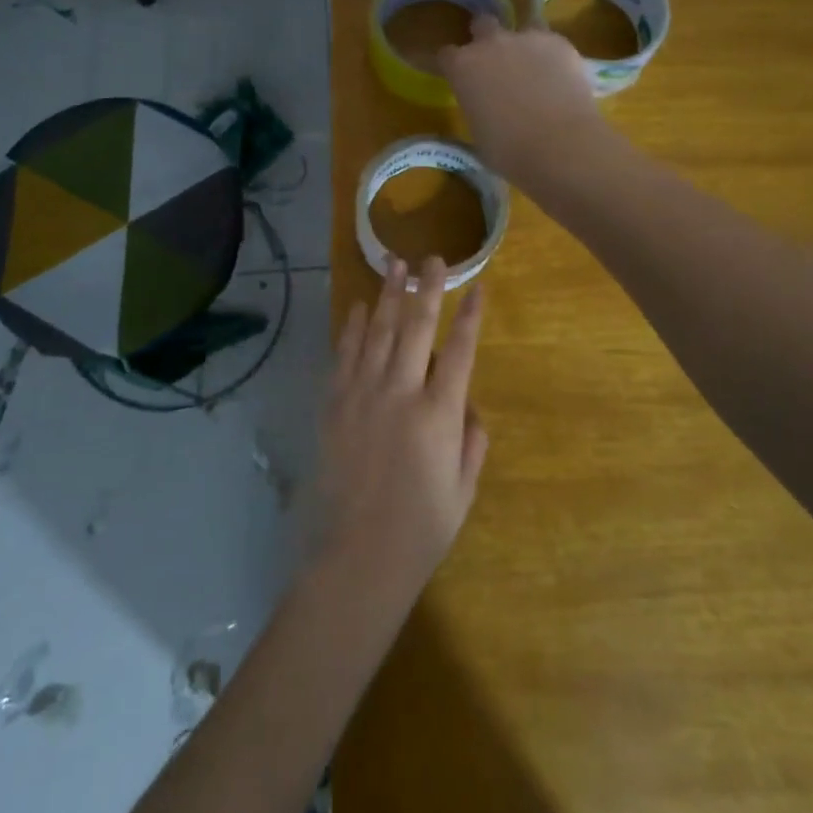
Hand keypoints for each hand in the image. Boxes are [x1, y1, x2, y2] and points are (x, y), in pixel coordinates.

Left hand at [312, 257, 487, 610]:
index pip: (460, 351)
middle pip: (417, 327)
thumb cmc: (421, 528)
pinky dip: (353, 327)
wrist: (357, 555)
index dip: (471, 316)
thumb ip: (472, 441)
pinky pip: (345, 355)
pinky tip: (360, 307)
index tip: (477, 286)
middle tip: (432, 258)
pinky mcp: (335, 404)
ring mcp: (363, 394)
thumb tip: (467, 404)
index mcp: (439, 414)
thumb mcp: (463, 489)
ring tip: (395, 264)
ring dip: (389, 295)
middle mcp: (401, 393)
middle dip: (427, 288)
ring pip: (379, 332)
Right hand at [436, 14, 611, 190]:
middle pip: (482, 24)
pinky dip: (553, 56)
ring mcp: (528, 39)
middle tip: (496, 63)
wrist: (560, 145)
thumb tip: (487, 108)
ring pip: (523, 28)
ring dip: (523, 44)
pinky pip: (551, 43)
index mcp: (462, 68)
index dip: (453, 65)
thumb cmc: (509, 151)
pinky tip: (560, 78)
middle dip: (485, 38)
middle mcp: (491, 44)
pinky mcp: (561, 43)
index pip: (446, 55)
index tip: (460, 78)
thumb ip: (478, 108)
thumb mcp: (478, 133)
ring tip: (535, 69)